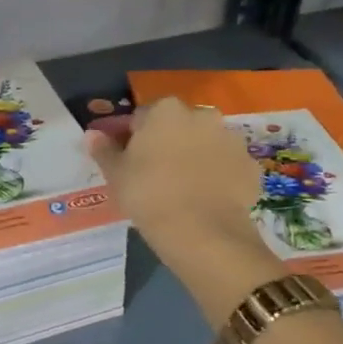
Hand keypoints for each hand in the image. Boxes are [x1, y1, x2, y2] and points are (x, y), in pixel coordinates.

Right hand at [87, 98, 266, 258]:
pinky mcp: (250, 166)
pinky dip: (218, 177)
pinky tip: (207, 199)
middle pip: (178, 126)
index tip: (129, 161)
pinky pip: (228, 166)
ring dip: (196, 157)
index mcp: (165, 110)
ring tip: (183, 189)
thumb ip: (104, 150)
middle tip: (155, 175)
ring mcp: (231, 139)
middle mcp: (202, 115)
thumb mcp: (116, 175)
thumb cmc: (149, 195)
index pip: (142, 117)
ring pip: (206, 144)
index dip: (133, 138)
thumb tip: (92, 135)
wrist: (202, 232)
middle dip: (168, 143)